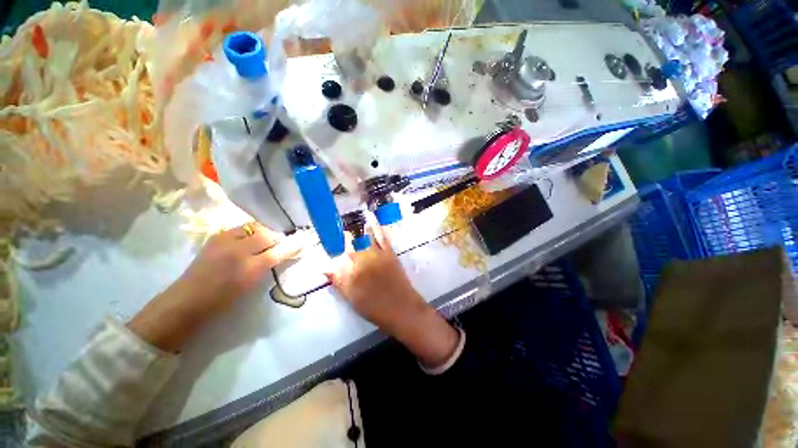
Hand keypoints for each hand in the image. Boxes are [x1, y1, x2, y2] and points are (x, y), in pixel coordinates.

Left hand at [128, 222, 311, 351]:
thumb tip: (282, 253)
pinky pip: (240, 228)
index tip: (305, 241)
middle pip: (268, 235)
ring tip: (265, 240)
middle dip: (278, 237)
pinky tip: (249, 238)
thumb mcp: (251, 285)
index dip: (294, 245)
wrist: (188, 300)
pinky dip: (250, 230)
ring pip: (254, 227)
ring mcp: (225, 242)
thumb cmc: (223, 300)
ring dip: (264, 232)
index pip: (279, 251)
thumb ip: (268, 266)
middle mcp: (238, 251)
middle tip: (281, 243)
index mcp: (249, 269)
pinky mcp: (216, 237)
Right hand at [326, 221, 459, 367]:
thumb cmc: (376, 308)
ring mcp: (377, 255)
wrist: (402, 309)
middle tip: (344, 233)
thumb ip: (339, 282)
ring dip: (358, 229)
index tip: (333, 246)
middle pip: (351, 247)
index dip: (335, 252)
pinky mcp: (389, 253)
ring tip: (352, 221)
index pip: (339, 258)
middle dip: (346, 239)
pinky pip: (381, 237)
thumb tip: (325, 268)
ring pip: (364, 239)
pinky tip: (371, 219)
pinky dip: (376, 226)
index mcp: (352, 273)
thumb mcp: (353, 299)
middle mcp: (363, 260)